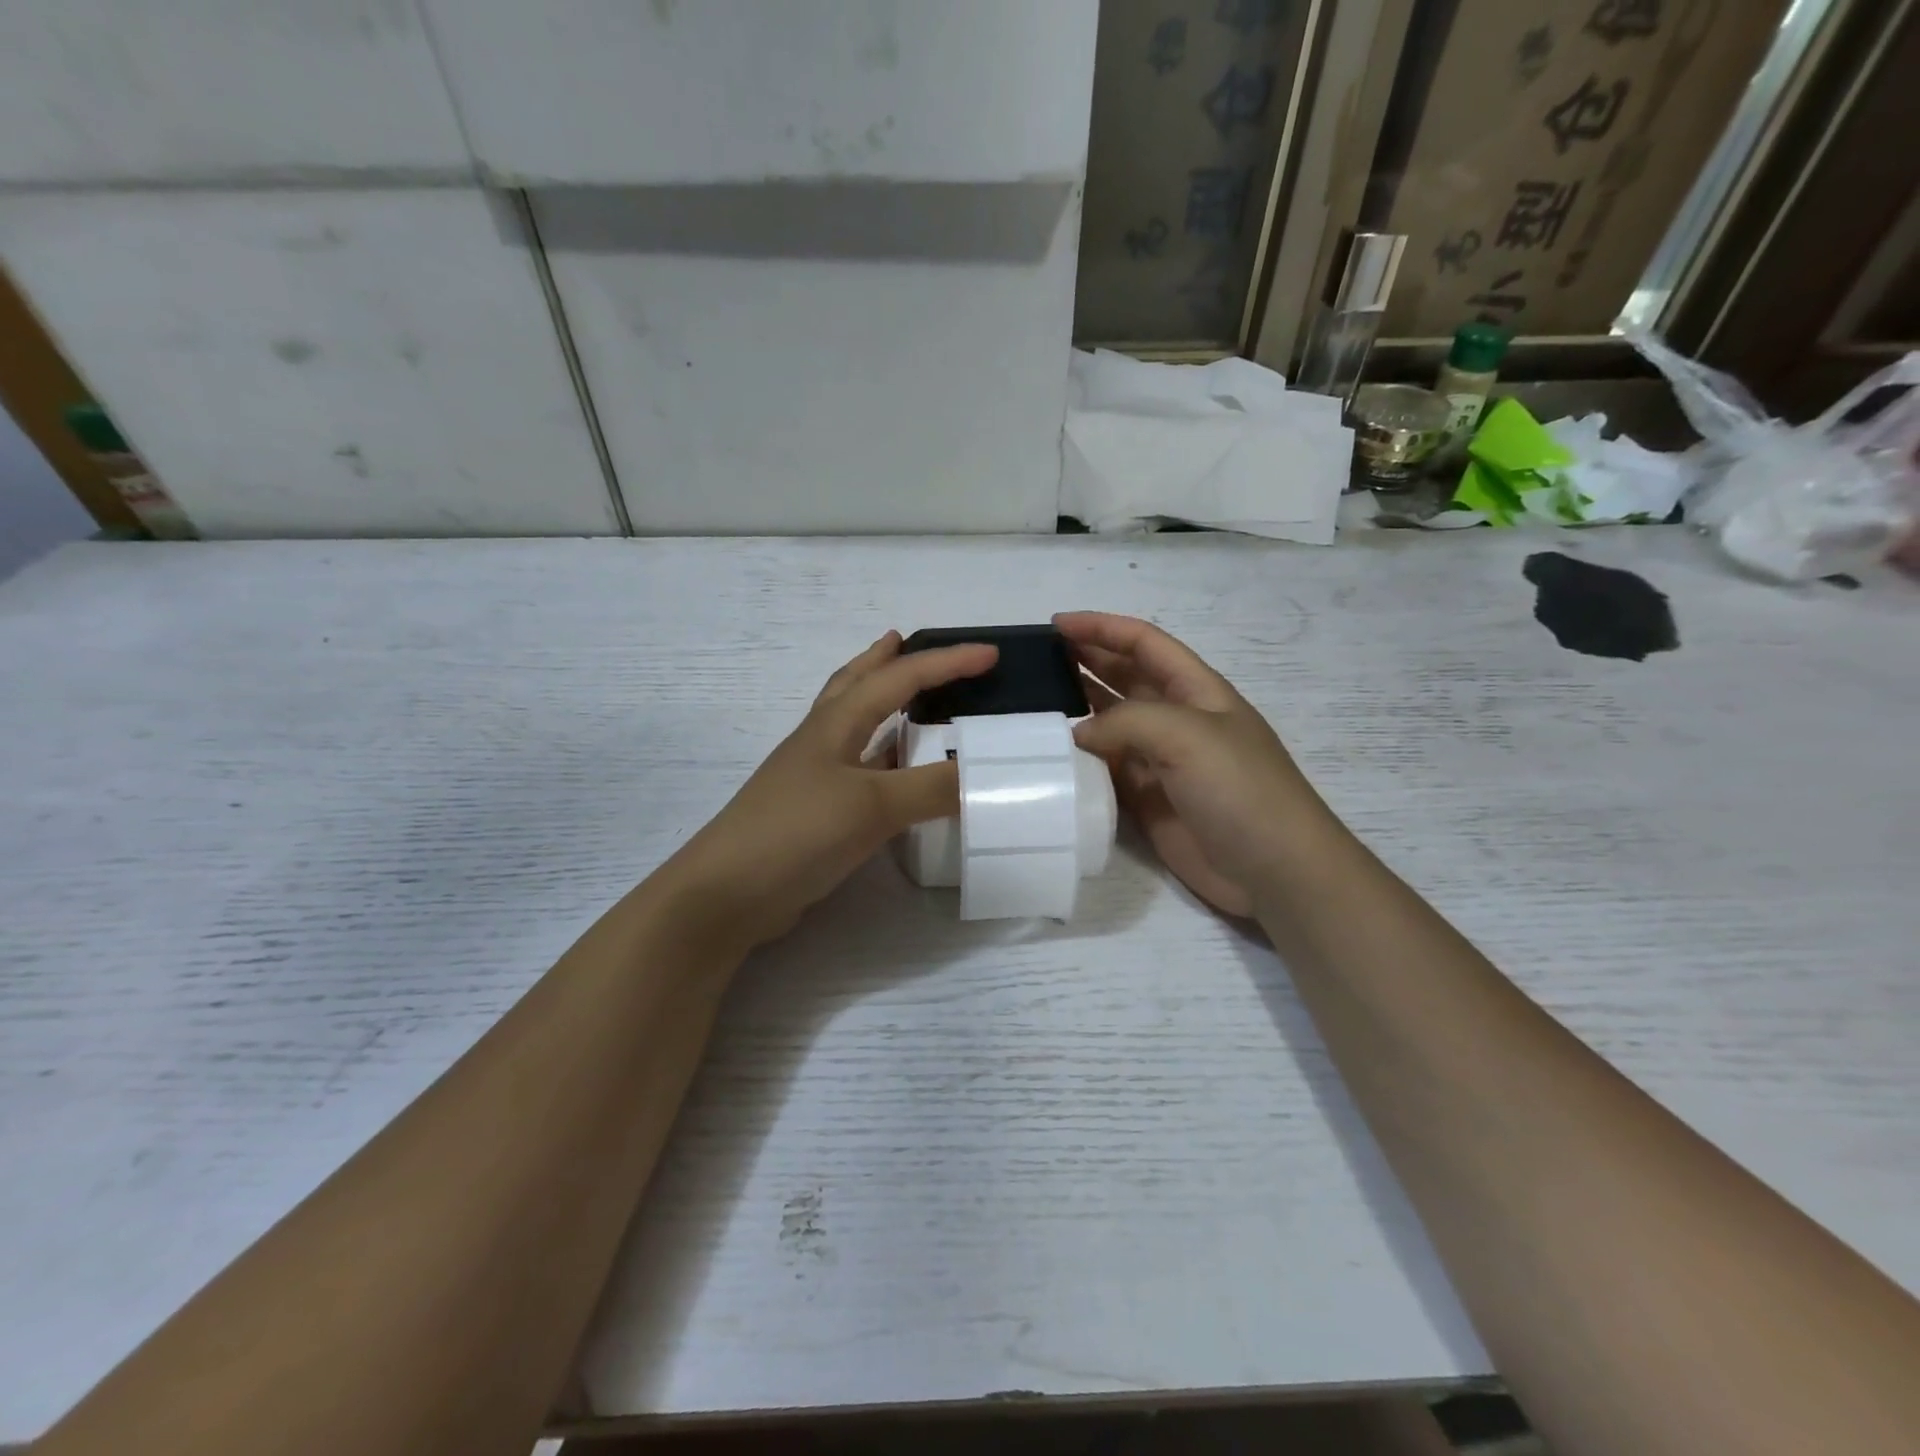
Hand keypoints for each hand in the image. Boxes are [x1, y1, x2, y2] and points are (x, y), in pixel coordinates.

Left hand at [667, 631, 996, 948]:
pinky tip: (898, 771)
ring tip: (907, 696)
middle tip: (906, 640)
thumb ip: (932, 788)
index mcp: (835, 723)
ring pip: (855, 725)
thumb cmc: (797, 832)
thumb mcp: (872, 805)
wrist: (729, 893)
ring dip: (880, 703)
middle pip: (855, 684)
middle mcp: (823, 741)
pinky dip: (883, 757)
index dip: (946, 662)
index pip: (899, 678)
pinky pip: (860, 769)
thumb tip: (987, 774)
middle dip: (882, 659)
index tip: (991, 654)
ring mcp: (816, 777)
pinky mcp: (816, 812)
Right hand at [1056, 612, 1330, 918]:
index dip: (1102, 627)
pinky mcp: (1146, 800)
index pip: (1143, 642)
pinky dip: (1079, 761)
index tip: (1055, 625)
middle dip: (1084, 662)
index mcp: (1195, 689)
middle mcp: (1176, 719)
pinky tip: (1050, 757)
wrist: (1273, 870)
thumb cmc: (1239, 788)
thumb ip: (1125, 722)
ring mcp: (1160, 761)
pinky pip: (1105, 770)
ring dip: (1077, 711)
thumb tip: (1078, 735)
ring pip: (1109, 724)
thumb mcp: (1187, 735)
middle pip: (1123, 677)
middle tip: (1035, 662)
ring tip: (1033, 705)